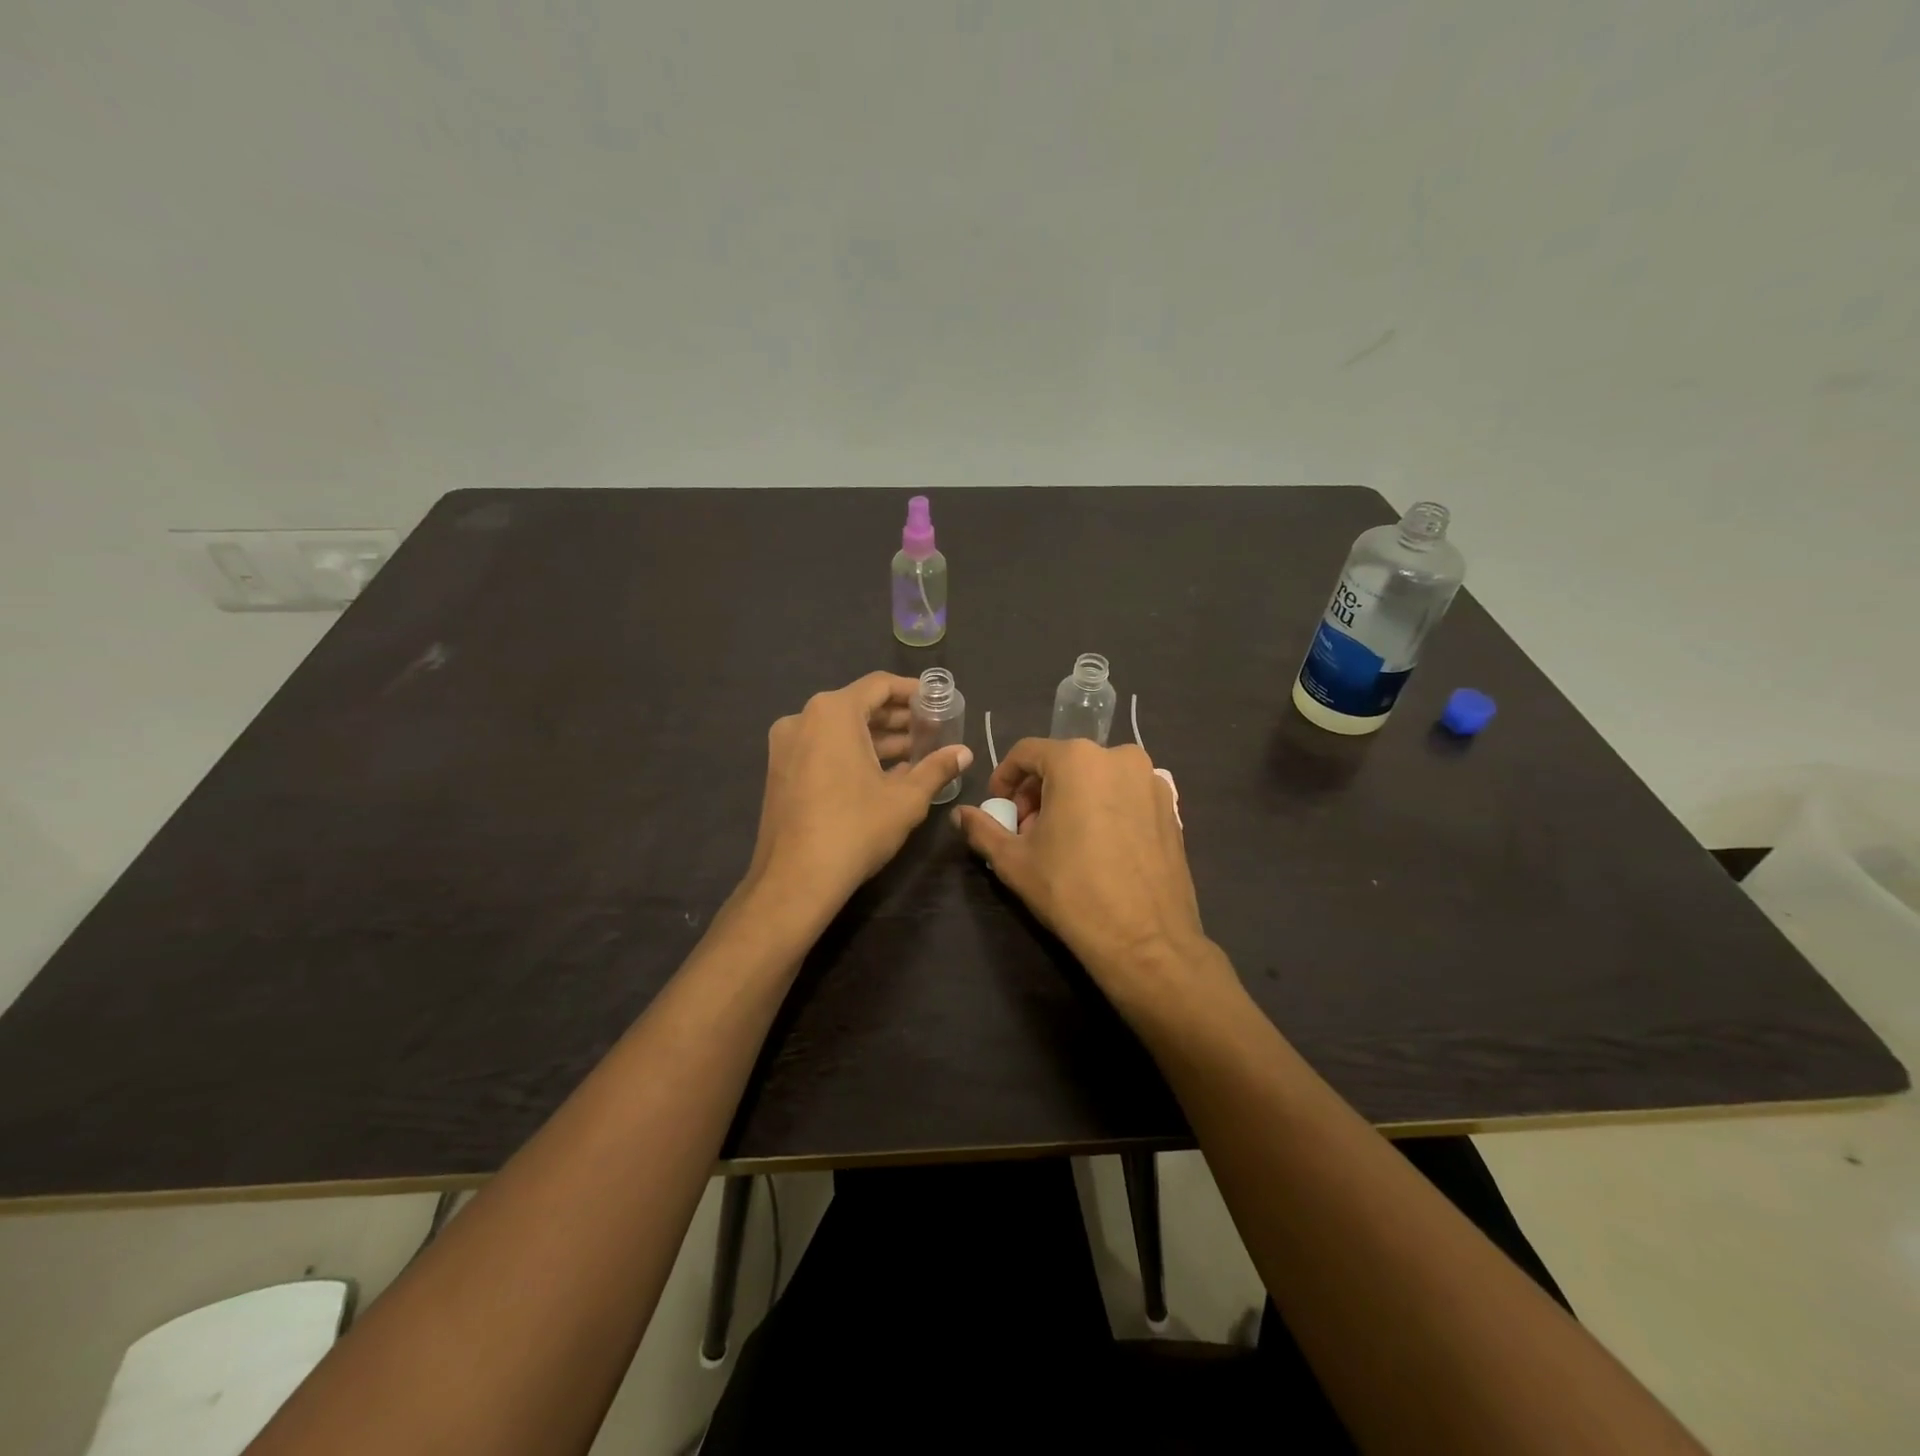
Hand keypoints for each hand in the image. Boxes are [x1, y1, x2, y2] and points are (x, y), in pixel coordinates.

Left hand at [749, 672, 972, 911]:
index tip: (937, 702)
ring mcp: (786, 745)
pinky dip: (852, 753)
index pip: (878, 685)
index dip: (912, 691)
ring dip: (877, 739)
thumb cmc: (855, 829)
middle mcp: (803, 718)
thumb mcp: (906, 799)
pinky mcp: (780, 771)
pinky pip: (823, 748)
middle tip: (932, 731)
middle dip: (897, 719)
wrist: (795, 880)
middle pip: (858, 706)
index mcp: (833, 713)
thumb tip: (965, 753)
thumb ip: (936, 768)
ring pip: (839, 730)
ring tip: (915, 754)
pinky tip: (883, 774)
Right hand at [952, 739, 1218, 1013]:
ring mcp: (1152, 781)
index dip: (1005, 778)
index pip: (1027, 753)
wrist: (1144, 939)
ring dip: (1072, 799)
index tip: (999, 808)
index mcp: (1077, 759)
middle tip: (1028, 831)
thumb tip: (961, 814)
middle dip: (1039, 792)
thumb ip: (982, 828)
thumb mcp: (1014, 860)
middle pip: (1064, 763)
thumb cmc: (1071, 891)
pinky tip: (1099, 848)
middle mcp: (1119, 757)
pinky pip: (1125, 795)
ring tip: (1063, 841)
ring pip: (1097, 777)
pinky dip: (1105, 809)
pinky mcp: (1172, 807)